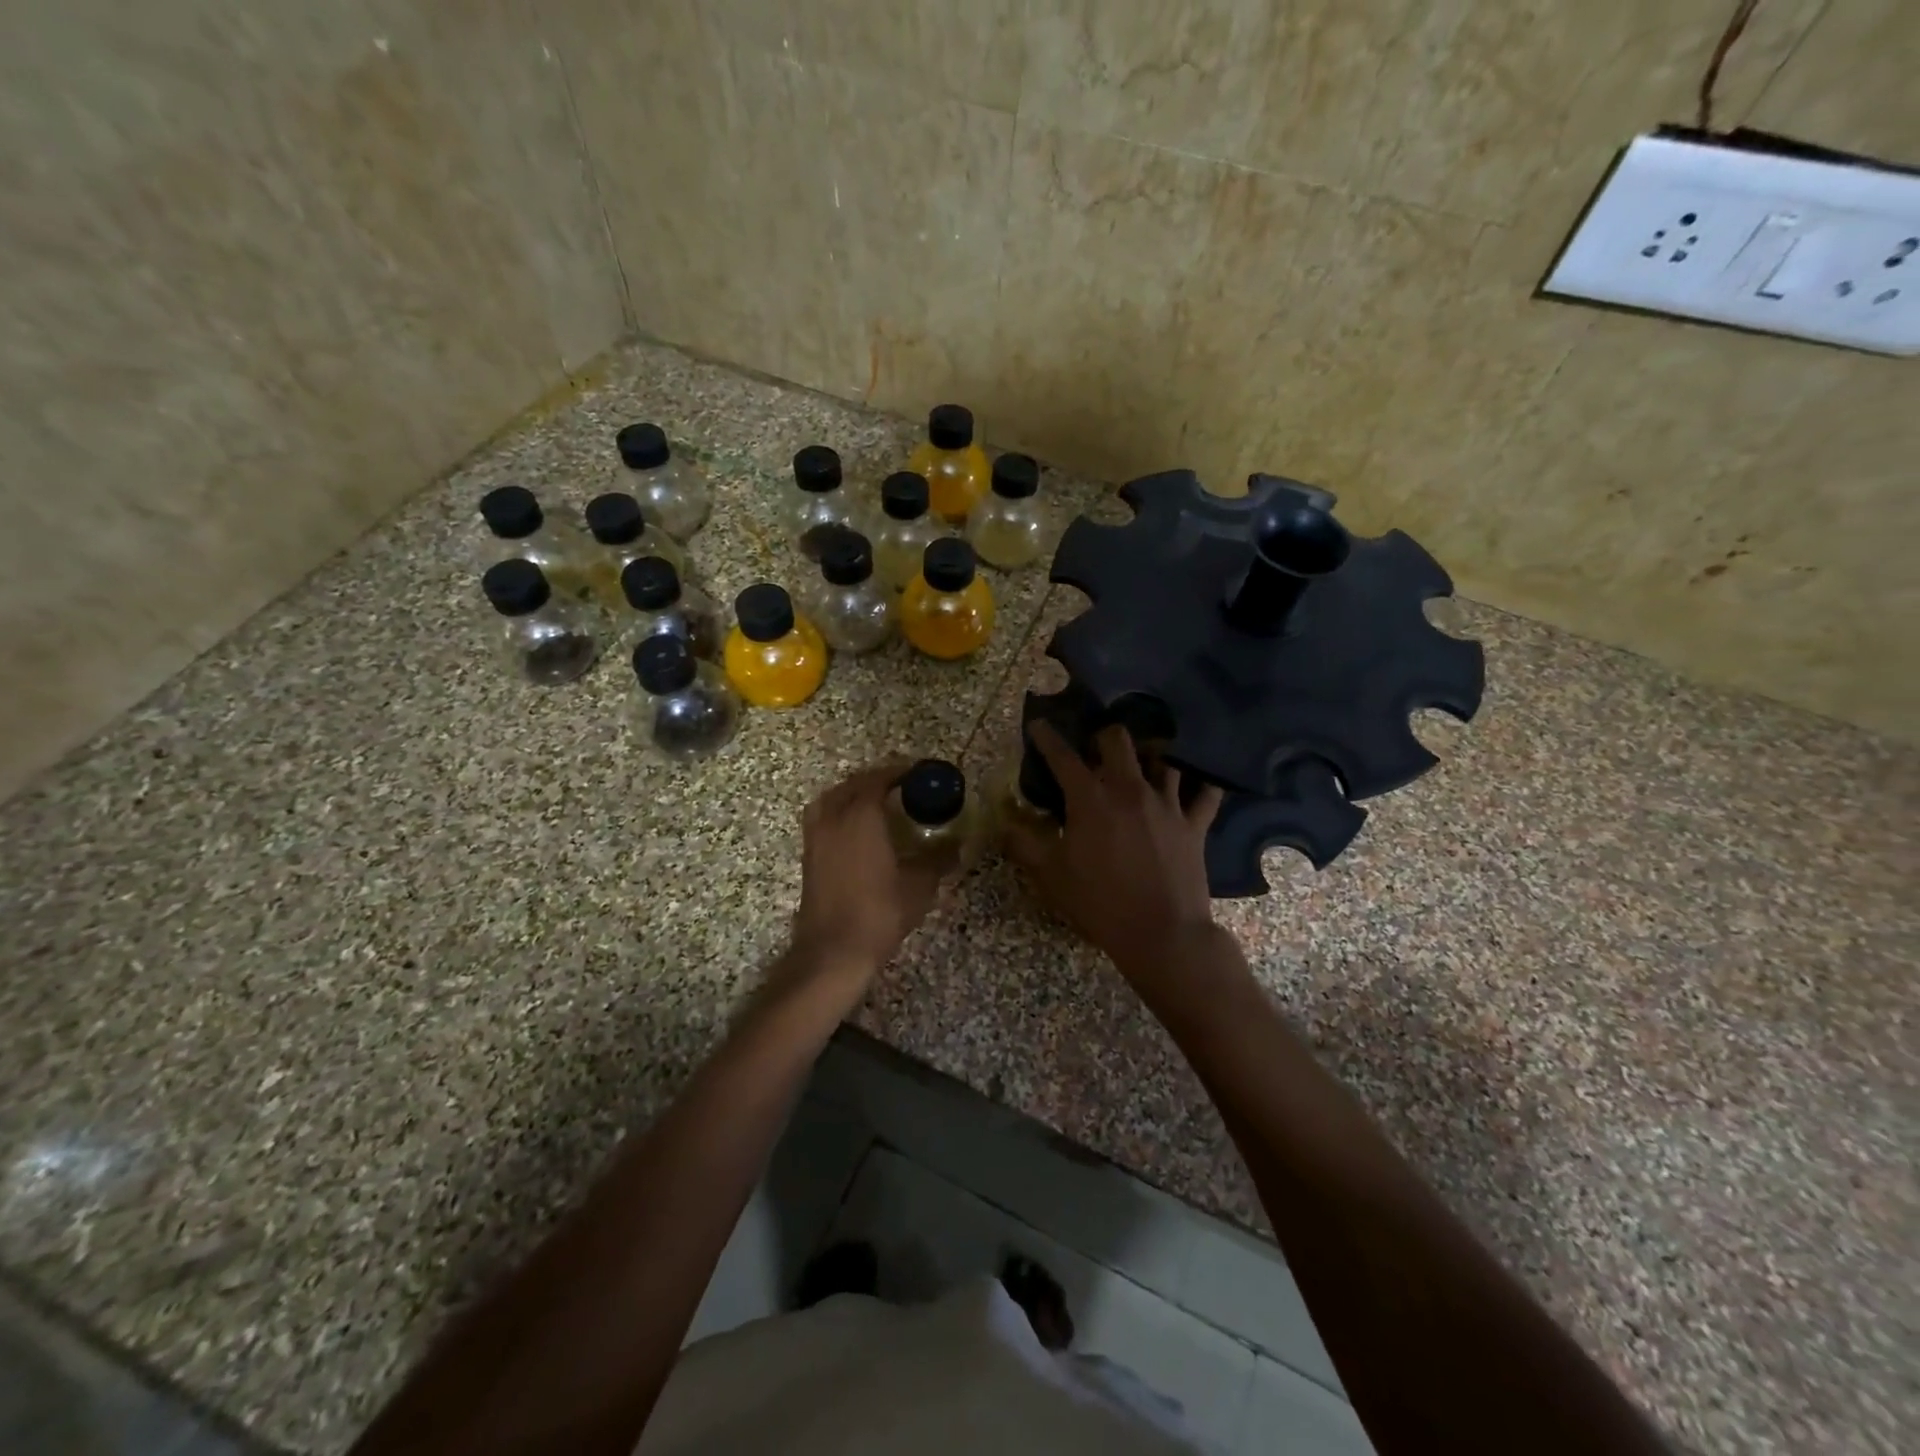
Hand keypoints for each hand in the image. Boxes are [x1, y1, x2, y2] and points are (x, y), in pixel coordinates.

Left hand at [787, 760, 947, 993]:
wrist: (832, 951)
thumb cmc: (878, 913)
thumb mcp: (919, 886)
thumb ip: (938, 859)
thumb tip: (957, 846)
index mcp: (861, 815)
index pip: (880, 779)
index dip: (901, 772)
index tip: (921, 773)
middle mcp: (834, 817)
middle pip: (854, 784)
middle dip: (879, 779)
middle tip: (904, 785)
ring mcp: (816, 835)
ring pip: (833, 797)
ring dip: (855, 792)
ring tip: (879, 801)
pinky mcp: (809, 854)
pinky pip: (824, 816)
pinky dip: (840, 810)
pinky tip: (858, 827)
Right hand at [1004, 723, 1223, 986]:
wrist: (1161, 934)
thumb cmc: (1100, 903)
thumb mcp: (1051, 876)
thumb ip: (1025, 844)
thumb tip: (1003, 822)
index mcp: (1090, 799)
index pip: (1063, 756)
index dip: (1047, 737)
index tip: (1039, 724)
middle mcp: (1129, 789)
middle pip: (1118, 740)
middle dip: (1102, 735)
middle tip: (1095, 747)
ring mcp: (1166, 804)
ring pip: (1162, 758)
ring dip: (1149, 754)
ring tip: (1143, 759)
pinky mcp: (1194, 824)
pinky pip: (1205, 793)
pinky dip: (1202, 783)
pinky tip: (1199, 779)